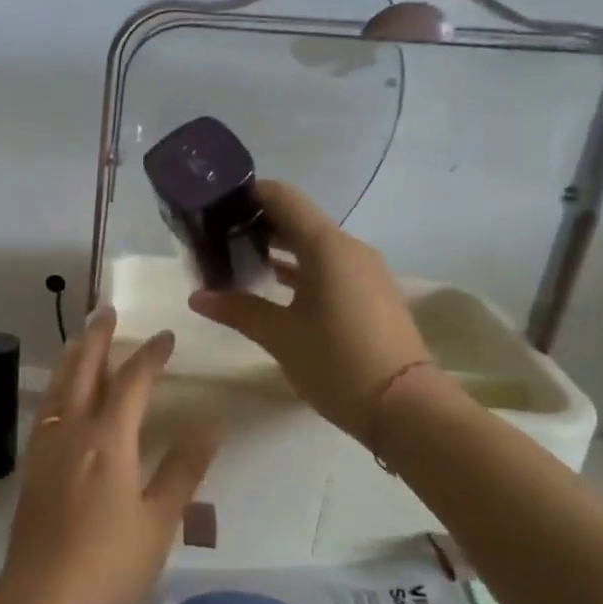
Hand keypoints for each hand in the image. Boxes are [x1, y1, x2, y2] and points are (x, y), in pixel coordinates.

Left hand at [0, 311, 219, 603]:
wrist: (43, 598)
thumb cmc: (111, 563)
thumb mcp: (160, 520)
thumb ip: (183, 468)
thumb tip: (209, 422)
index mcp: (108, 439)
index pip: (132, 382)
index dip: (150, 355)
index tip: (166, 337)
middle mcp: (72, 431)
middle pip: (84, 370)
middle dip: (98, 338)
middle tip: (106, 311)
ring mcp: (46, 447)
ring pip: (58, 387)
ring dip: (71, 357)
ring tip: (79, 338)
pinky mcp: (31, 466)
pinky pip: (45, 410)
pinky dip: (56, 388)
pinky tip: (58, 396)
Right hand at [189, 179, 431, 445]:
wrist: (405, 408)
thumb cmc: (337, 363)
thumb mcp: (280, 336)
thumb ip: (237, 309)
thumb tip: (197, 296)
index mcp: (326, 247)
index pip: (282, 197)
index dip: (247, 194)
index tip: (214, 205)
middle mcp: (348, 248)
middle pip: (296, 219)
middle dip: (256, 223)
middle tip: (215, 237)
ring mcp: (363, 271)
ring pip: (312, 244)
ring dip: (277, 248)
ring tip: (236, 260)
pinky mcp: (369, 293)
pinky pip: (327, 266)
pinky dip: (298, 269)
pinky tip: (271, 286)